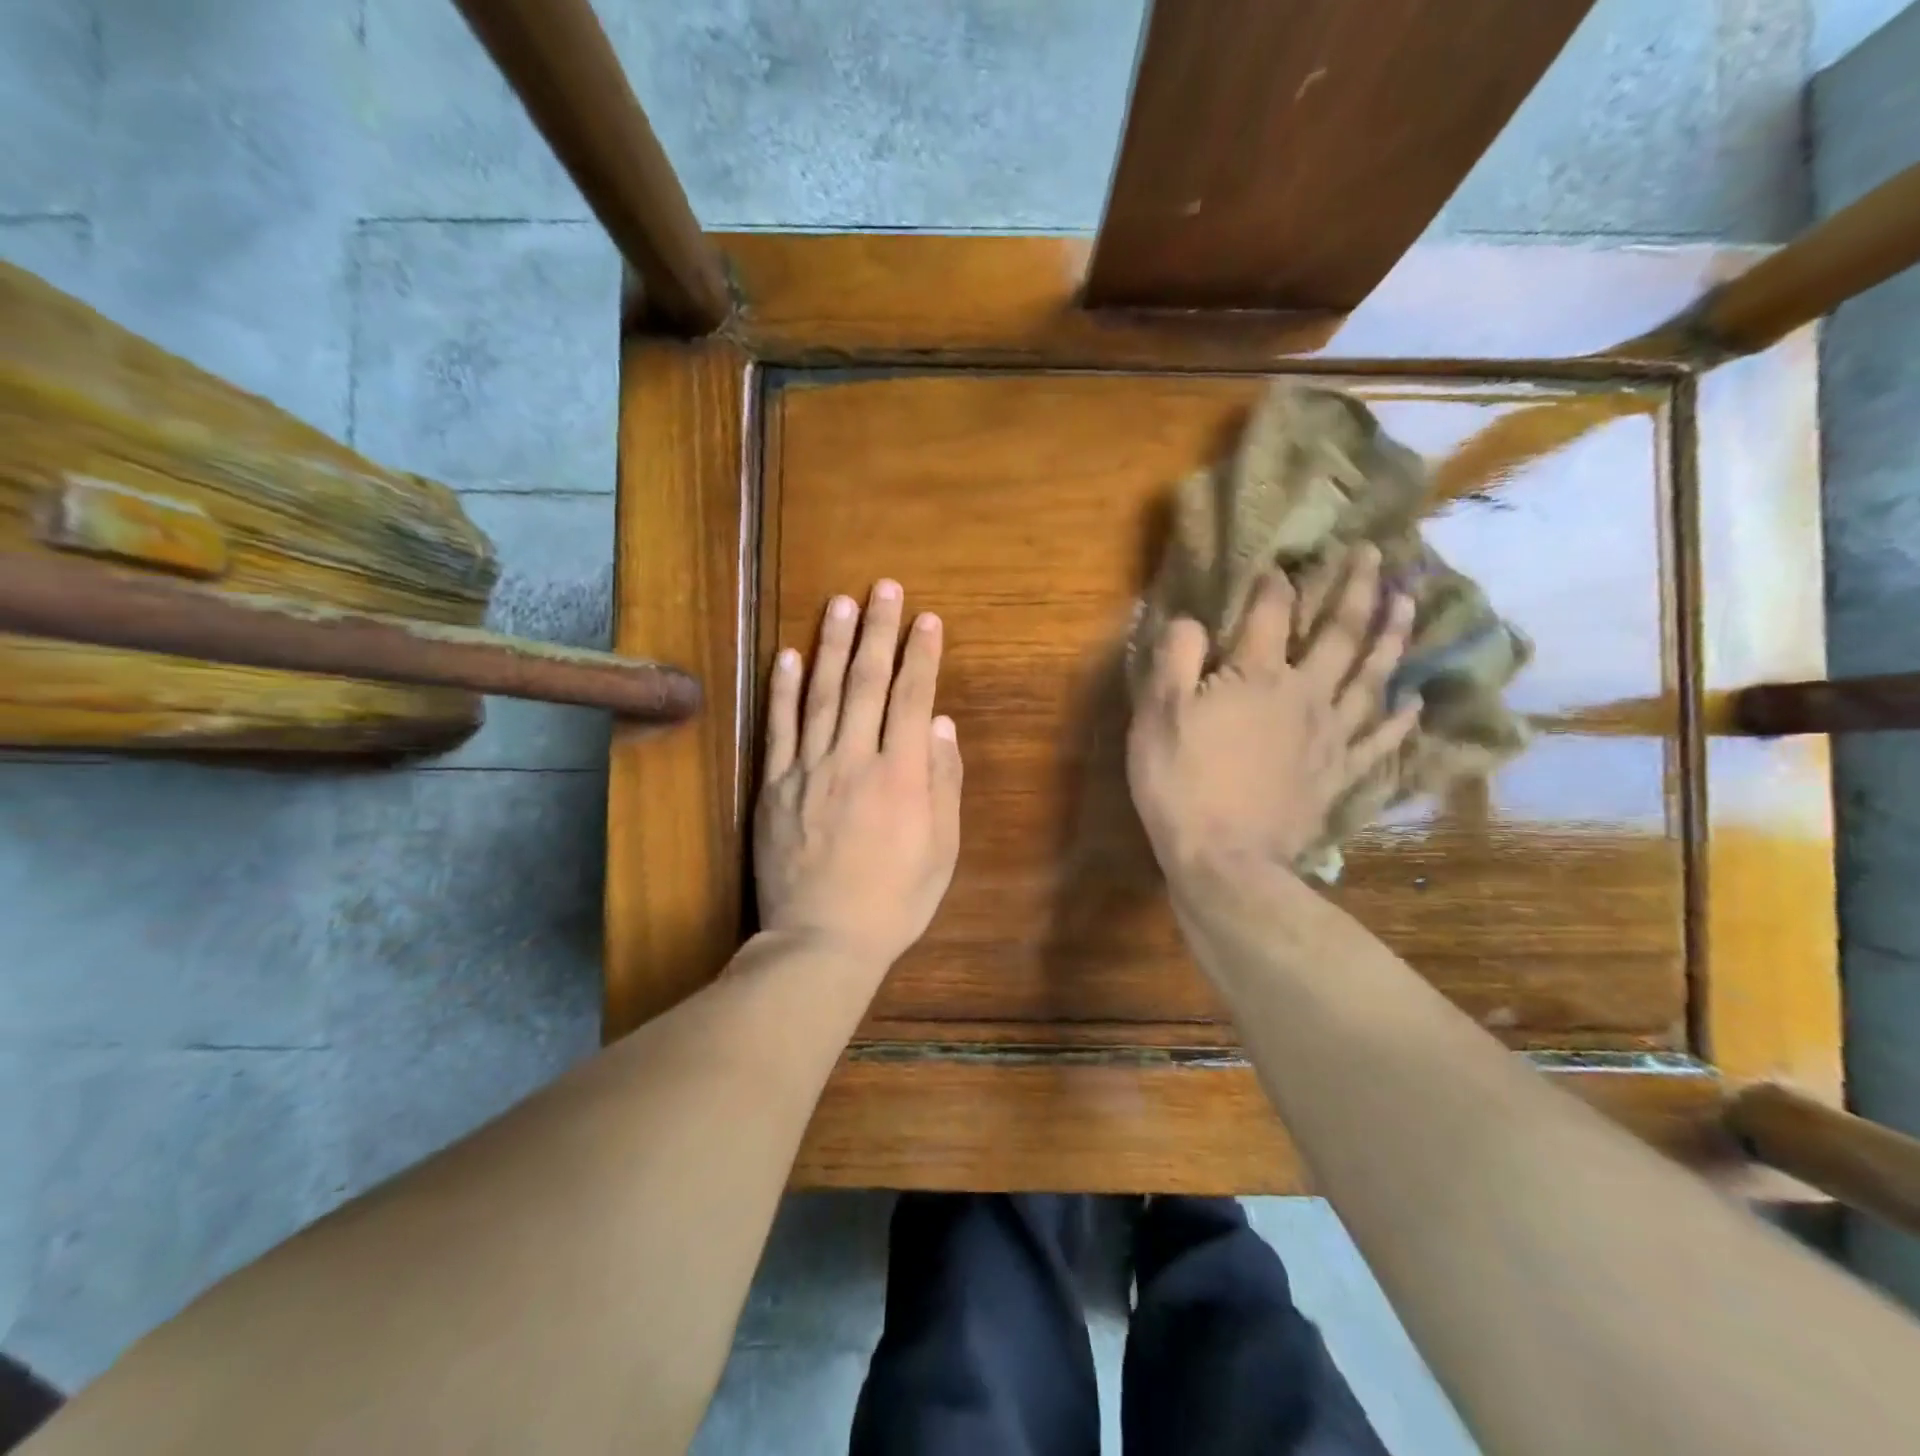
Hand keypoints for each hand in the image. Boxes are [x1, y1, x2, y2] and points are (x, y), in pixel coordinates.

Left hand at [754, 580, 963, 974]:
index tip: (928, 620)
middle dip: (878, 631)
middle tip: (883, 588)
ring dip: (831, 645)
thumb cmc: (894, 901)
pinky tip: (787, 655)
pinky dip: (782, 689)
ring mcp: (808, 769)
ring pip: (821, 694)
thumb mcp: (941, 850)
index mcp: (901, 775)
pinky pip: (779, 728)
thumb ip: (943, 783)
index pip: (914, 698)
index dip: (922, 655)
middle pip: (868, 683)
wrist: (821, 940)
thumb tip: (941, 725)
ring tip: (839, 604)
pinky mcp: (775, 786)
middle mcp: (855, 759)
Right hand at [1127, 544, 1418, 883]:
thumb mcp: (1157, 716)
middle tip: (1376, 555)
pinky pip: (1379, 740)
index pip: (1271, 614)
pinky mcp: (1338, 775)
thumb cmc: (1181, 784)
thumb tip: (1190, 618)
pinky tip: (1413, 700)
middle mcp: (1304, 695)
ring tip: (1409, 603)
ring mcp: (1329, 737)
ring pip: (1370, 677)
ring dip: (1391, 637)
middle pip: (1340, 635)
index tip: (1281, 562)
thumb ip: (1175, 659)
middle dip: (1356, 590)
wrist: (1223, 860)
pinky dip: (1399, 718)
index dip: (1275, 584)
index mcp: (1257, 677)